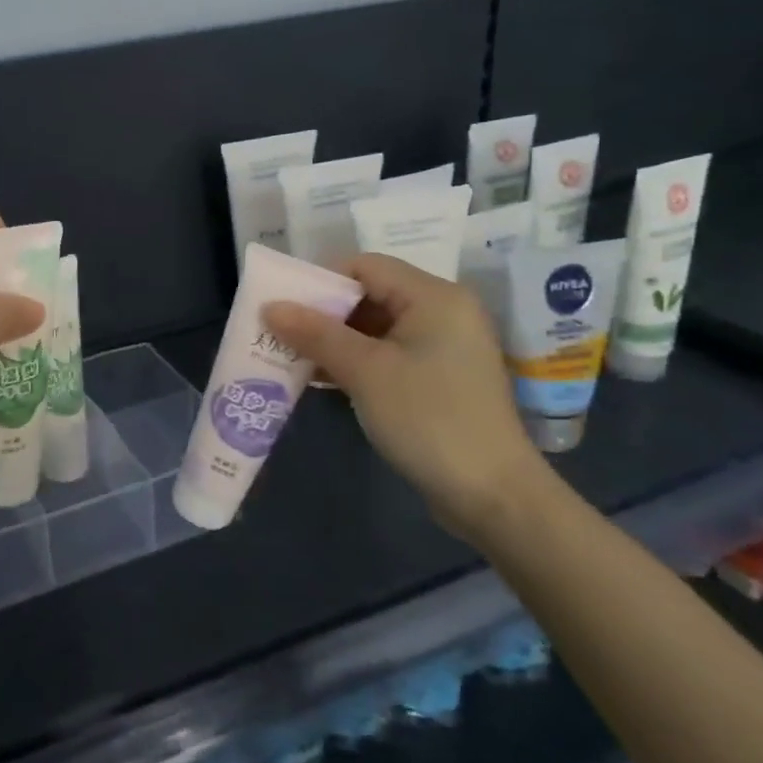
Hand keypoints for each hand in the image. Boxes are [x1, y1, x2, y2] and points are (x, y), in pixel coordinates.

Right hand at [263, 255, 556, 545]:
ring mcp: (442, 347)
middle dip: (322, 313)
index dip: (319, 280)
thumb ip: (315, 333)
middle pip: (369, 294)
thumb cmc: (429, 419)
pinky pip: (387, 354)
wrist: (493, 496)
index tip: (282, 305)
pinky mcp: (438, 378)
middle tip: (278, 331)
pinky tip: (319, 377)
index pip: (364, 266)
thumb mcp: (365, 371)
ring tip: (289, 355)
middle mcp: (442, 312)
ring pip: (375, 327)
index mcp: (434, 297)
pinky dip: (354, 361)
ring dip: (333, 340)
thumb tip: (269, 306)